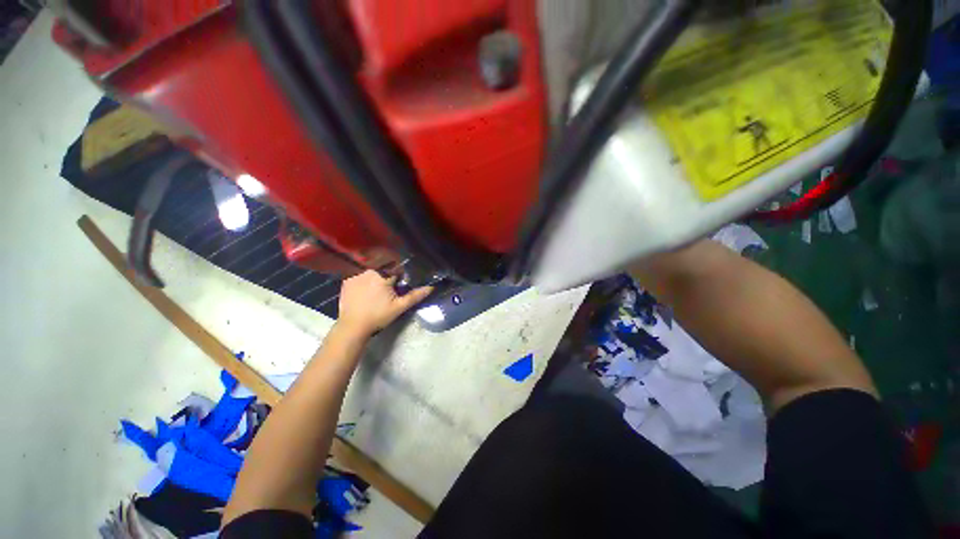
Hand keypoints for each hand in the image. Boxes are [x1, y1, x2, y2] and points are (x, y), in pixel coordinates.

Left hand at [336, 271, 433, 337]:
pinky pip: (359, 274)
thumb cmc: (378, 316)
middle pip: (383, 268)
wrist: (353, 327)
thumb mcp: (399, 307)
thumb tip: (431, 287)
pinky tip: (364, 291)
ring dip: (375, 277)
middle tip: (386, 290)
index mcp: (382, 275)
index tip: (399, 285)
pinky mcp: (346, 280)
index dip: (399, 277)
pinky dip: (363, 279)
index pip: (396, 269)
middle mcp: (367, 271)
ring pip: (371, 271)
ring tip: (374, 291)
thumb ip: (415, 296)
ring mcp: (355, 275)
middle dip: (387, 276)